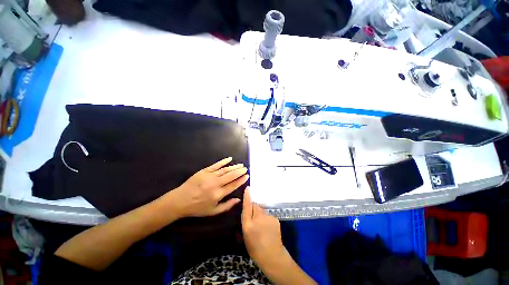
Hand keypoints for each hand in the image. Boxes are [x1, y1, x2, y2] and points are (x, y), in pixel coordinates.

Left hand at [167, 157, 248, 217]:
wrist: (180, 200)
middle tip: (245, 168)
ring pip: (225, 169)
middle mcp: (216, 183)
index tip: (247, 176)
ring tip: (241, 165)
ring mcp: (210, 176)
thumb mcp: (213, 211)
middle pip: (231, 175)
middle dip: (240, 171)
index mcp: (218, 194)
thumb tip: (238, 199)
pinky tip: (230, 158)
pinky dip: (224, 161)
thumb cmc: (197, 207)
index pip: (233, 185)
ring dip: (234, 166)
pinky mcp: (204, 171)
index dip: (241, 180)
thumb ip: (227, 206)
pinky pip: (216, 165)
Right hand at [241, 187, 285, 267]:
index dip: (247, 196)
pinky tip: (268, 227)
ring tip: (261, 225)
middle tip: (253, 218)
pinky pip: (268, 215)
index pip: (247, 206)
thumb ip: (245, 222)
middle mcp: (258, 218)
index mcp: (248, 224)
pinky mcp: (275, 218)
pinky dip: (266, 218)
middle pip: (255, 206)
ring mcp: (268, 217)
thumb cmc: (255, 249)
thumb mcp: (245, 236)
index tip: (248, 188)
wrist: (272, 255)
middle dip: (253, 209)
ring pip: (262, 210)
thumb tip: (246, 212)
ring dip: (260, 214)